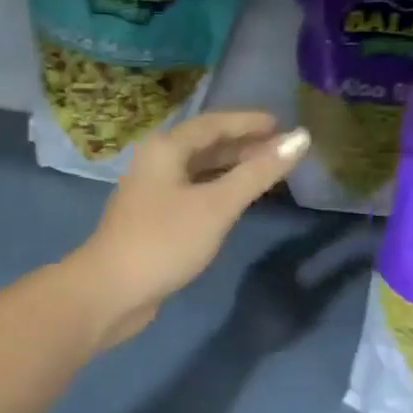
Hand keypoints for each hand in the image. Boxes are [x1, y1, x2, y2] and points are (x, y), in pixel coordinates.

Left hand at [71, 112, 309, 347]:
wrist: (111, 290)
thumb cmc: (165, 241)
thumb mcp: (217, 205)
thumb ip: (258, 173)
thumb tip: (301, 138)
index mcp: (165, 149)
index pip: (212, 124)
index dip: (247, 122)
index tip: (281, 123)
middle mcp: (154, 164)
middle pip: (203, 146)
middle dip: (242, 145)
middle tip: (280, 149)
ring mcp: (150, 193)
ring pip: (197, 172)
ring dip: (229, 169)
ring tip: (264, 172)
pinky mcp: (152, 221)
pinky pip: (191, 194)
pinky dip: (216, 192)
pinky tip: (234, 202)